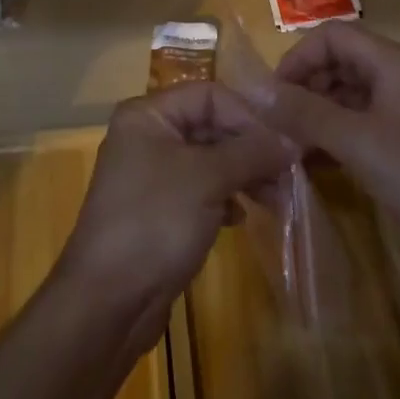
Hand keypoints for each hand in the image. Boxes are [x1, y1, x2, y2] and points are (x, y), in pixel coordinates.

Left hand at [57, 83, 291, 334]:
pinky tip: (240, 217)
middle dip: (249, 148)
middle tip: (286, 174)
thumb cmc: (155, 222)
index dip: (247, 116)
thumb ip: (250, 153)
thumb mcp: (207, 179)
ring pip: (208, 160)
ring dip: (242, 174)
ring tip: (274, 199)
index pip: (209, 95)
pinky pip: (200, 190)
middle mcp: (147, 136)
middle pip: (210, 125)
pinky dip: (224, 197)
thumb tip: (291, 141)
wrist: (107, 303)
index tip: (282, 145)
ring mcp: (151, 175)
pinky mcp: (158, 211)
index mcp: (148, 115)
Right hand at [253, 21, 399, 280]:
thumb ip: (304, 112)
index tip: (273, 97)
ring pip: (346, 95)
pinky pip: (359, 124)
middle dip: (303, 88)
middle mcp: (396, 76)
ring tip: (289, 148)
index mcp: (391, 62)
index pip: (331, 37)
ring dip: (315, 115)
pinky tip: (313, 163)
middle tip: (277, 127)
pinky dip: (334, 136)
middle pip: (337, 63)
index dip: (297, 59)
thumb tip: (254, 90)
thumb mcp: (357, 142)